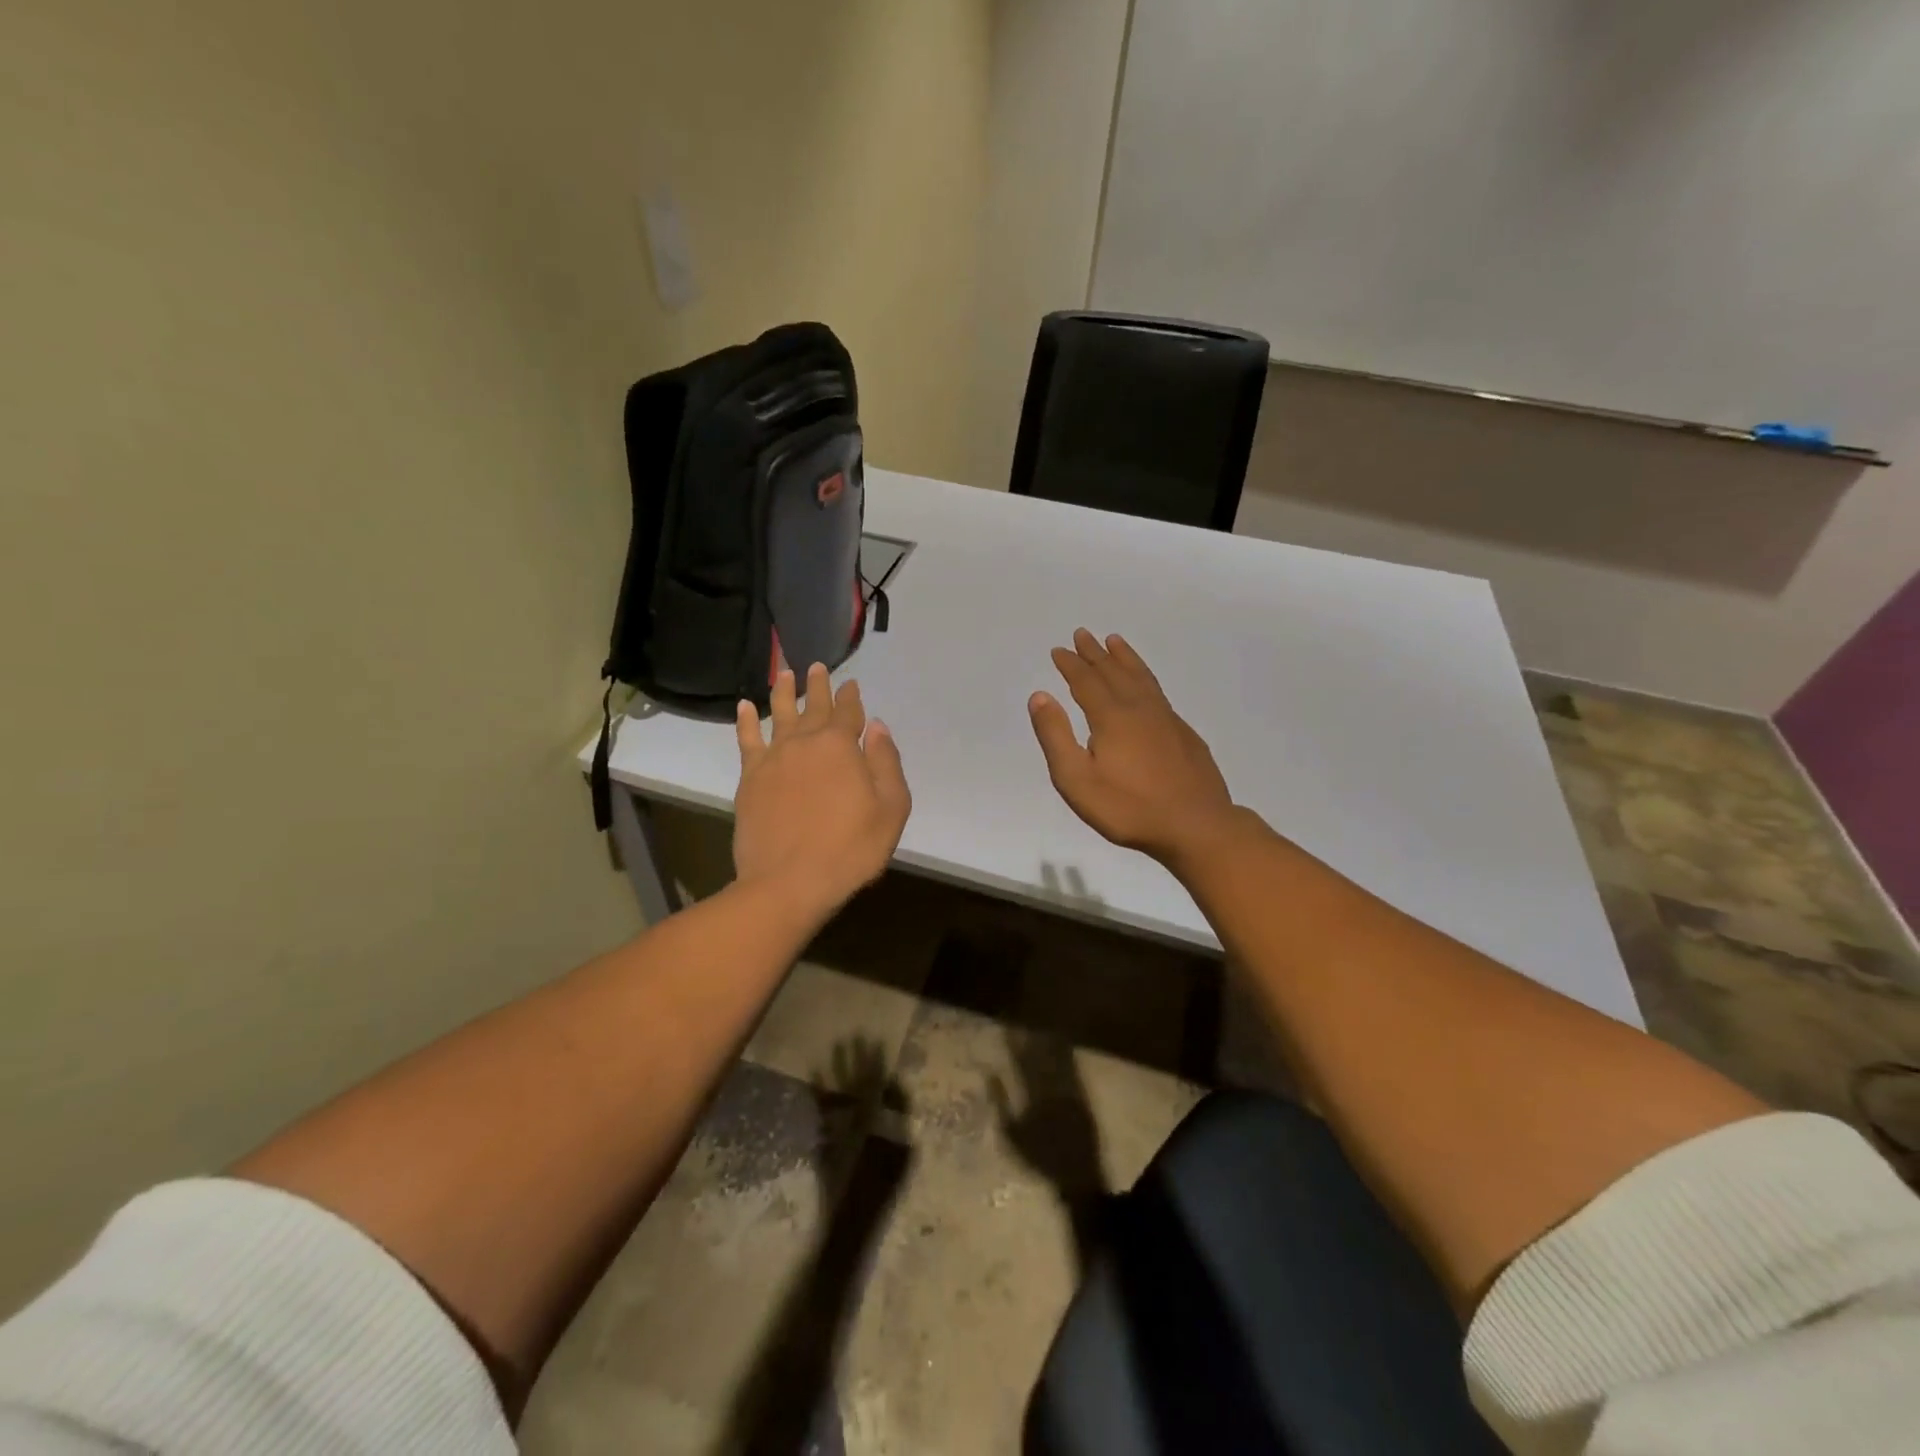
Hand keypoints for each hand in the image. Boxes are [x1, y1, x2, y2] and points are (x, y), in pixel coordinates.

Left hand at [734, 662, 911, 917]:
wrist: (788, 881)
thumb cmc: (850, 848)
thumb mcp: (891, 808)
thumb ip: (886, 763)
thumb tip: (877, 727)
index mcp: (841, 747)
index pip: (849, 712)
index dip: (851, 697)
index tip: (851, 684)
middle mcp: (805, 743)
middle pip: (813, 707)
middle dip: (818, 686)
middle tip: (817, 667)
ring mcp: (774, 759)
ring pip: (779, 714)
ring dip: (783, 692)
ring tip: (784, 674)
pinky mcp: (750, 778)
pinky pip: (747, 740)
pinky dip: (745, 721)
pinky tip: (744, 707)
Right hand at [1029, 629, 1235, 863]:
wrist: (1196, 826)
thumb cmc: (1128, 807)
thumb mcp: (1077, 779)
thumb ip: (1056, 736)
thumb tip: (1040, 695)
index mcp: (1111, 717)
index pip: (1086, 681)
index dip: (1071, 665)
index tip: (1059, 650)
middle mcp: (1140, 708)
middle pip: (1114, 672)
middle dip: (1095, 653)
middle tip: (1082, 634)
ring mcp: (1166, 719)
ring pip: (1141, 677)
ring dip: (1125, 658)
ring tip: (1115, 641)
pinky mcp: (1184, 734)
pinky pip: (1158, 692)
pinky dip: (1145, 676)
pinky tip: (1145, 685)